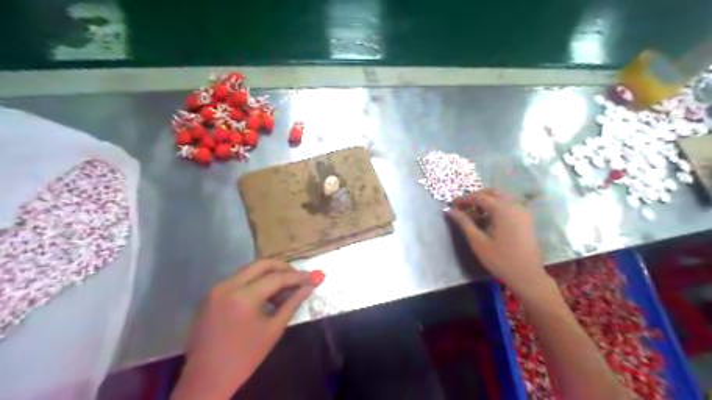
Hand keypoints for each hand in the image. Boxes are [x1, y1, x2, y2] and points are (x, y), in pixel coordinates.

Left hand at [170, 260, 315, 399]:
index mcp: (243, 297)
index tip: (313, 276)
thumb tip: (309, 287)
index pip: (277, 278)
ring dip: (269, 274)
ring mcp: (216, 289)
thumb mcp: (273, 330)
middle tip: (299, 277)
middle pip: (261, 264)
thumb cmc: (244, 358)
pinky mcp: (211, 295)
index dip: (297, 277)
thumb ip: (292, 304)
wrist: (206, 379)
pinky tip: (265, 294)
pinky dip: (254, 281)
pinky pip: (238, 279)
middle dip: (283, 268)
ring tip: (284, 288)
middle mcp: (228, 285)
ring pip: (249, 270)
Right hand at [447, 189, 551, 296]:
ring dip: (487, 200)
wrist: (527, 275)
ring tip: (474, 213)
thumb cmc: (500, 259)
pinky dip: (497, 206)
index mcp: (502, 209)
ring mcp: (522, 212)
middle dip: (476, 196)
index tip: (452, 204)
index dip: (464, 199)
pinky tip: (488, 219)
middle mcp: (514, 206)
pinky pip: (509, 205)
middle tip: (463, 206)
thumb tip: (450, 210)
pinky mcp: (526, 219)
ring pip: (502, 197)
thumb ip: (464, 223)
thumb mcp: (478, 241)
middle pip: (493, 192)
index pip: (479, 197)